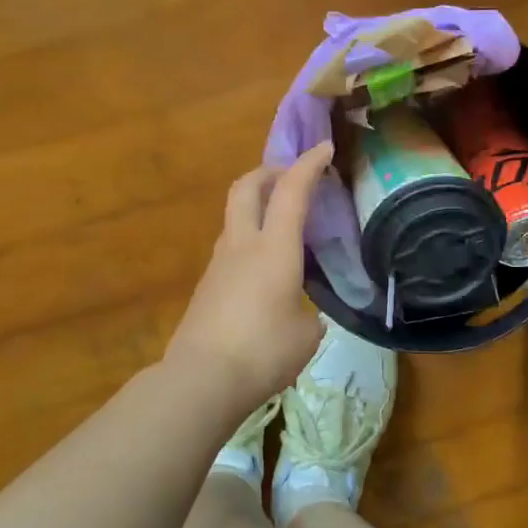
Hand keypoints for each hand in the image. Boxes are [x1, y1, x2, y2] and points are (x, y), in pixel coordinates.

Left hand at [164, 142, 332, 406]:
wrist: (202, 379)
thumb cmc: (265, 351)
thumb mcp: (307, 332)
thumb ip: (307, 310)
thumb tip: (299, 311)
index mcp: (274, 248)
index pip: (292, 191)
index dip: (309, 164)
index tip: (324, 148)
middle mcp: (242, 245)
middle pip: (247, 187)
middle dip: (270, 172)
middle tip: (291, 177)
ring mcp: (219, 264)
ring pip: (236, 217)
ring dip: (257, 207)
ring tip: (283, 228)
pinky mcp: (207, 286)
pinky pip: (231, 248)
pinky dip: (250, 241)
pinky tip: (265, 270)